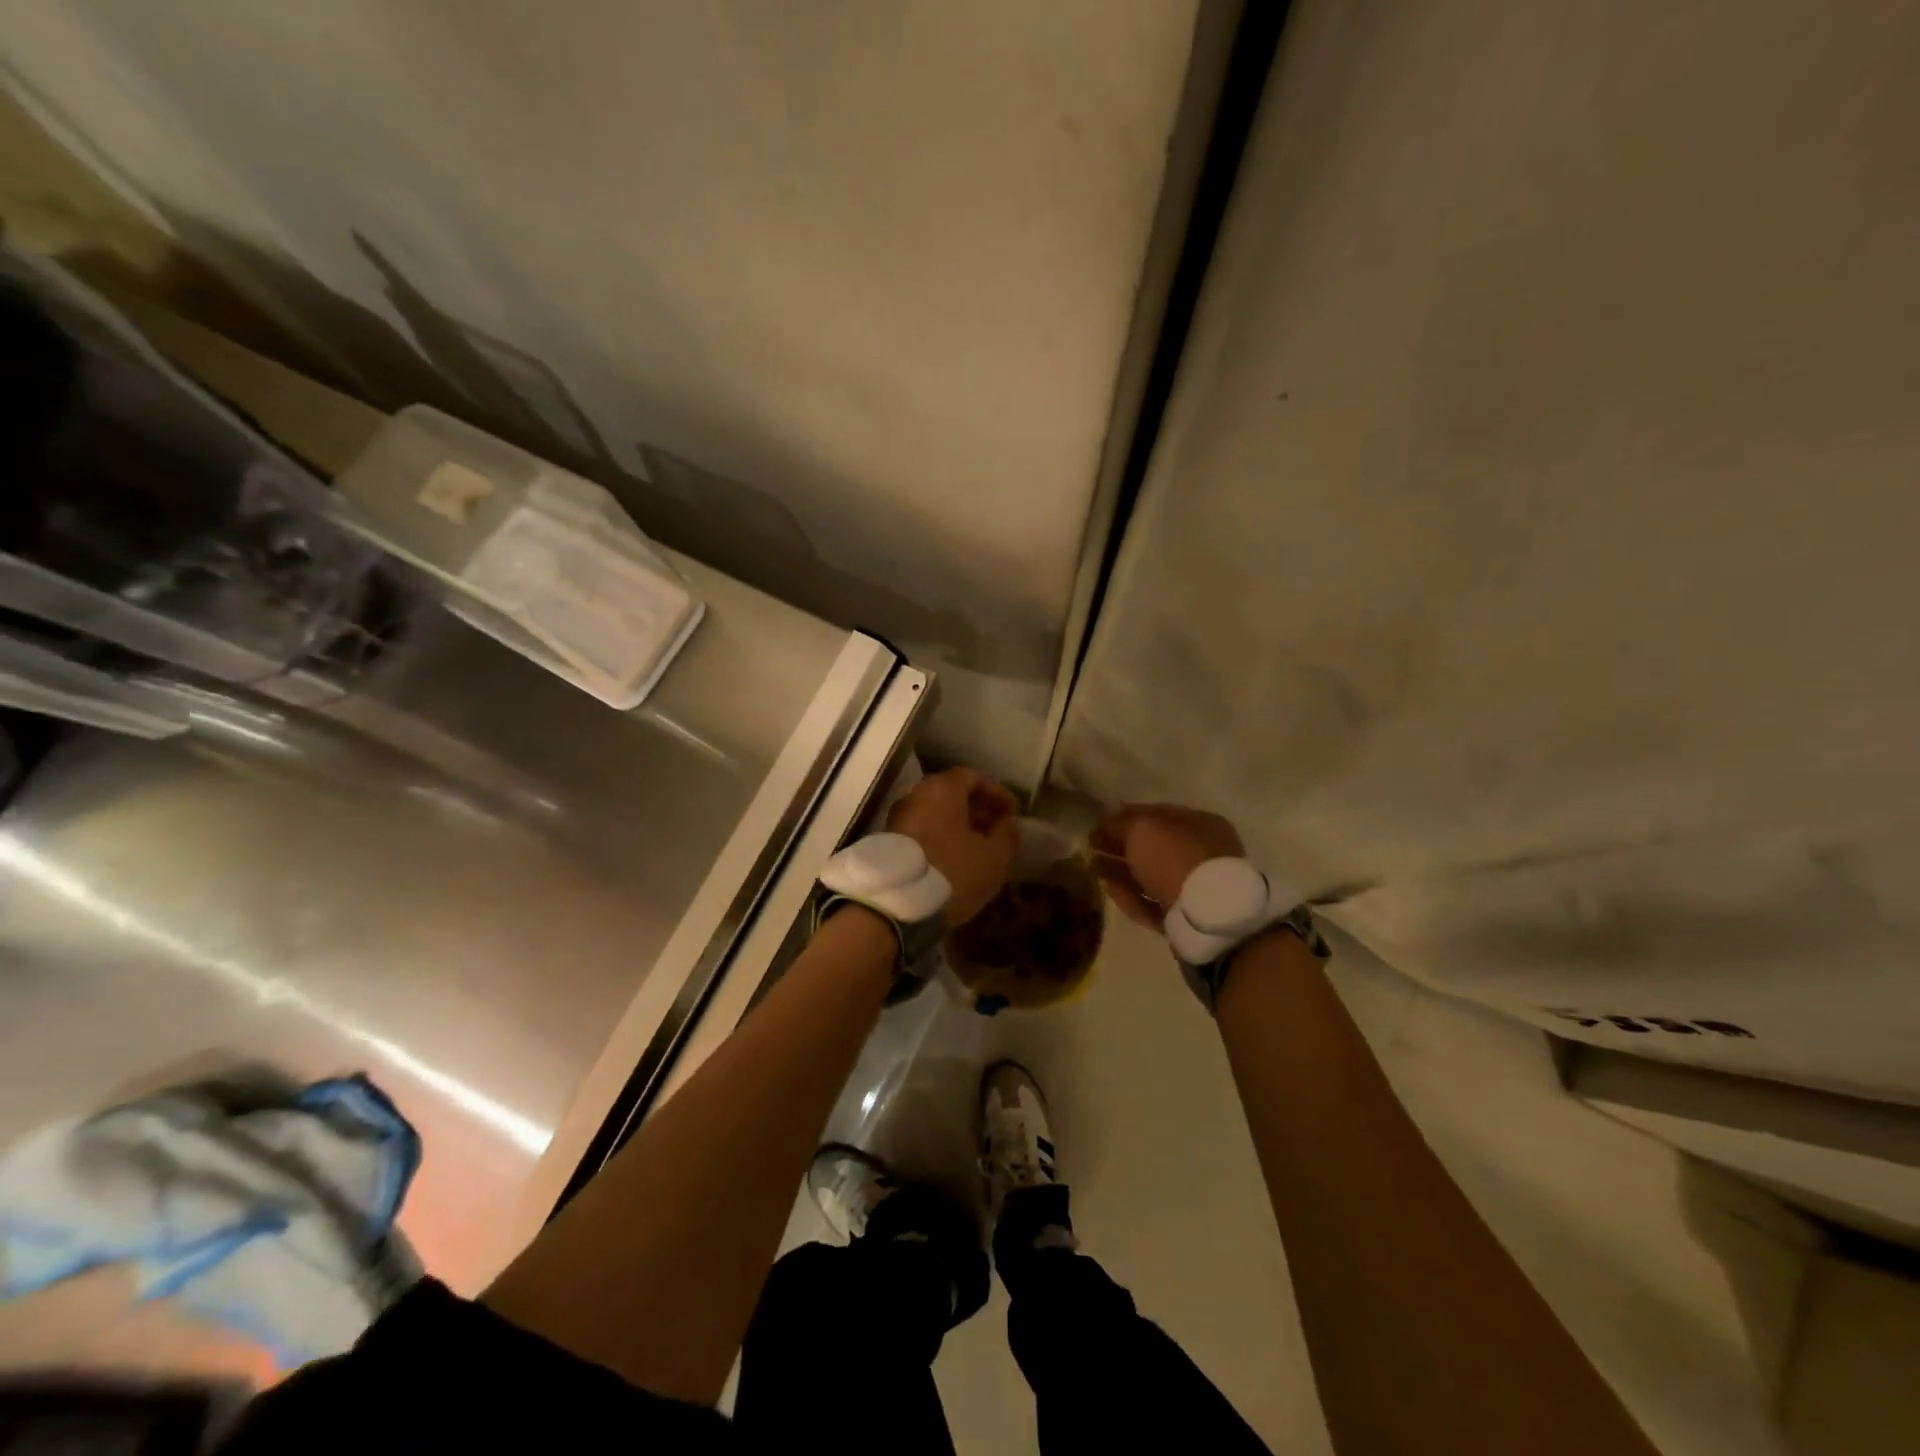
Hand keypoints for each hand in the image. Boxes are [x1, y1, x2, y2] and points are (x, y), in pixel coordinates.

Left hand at [887, 767, 1020, 924]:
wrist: (896, 904)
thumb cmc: (952, 871)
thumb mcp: (993, 857)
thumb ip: (1008, 836)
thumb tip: (1010, 824)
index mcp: (942, 789)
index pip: (974, 777)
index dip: (997, 794)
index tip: (1012, 815)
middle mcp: (916, 796)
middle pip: (953, 795)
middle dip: (978, 812)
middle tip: (998, 833)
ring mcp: (898, 819)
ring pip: (936, 816)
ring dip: (960, 829)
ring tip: (979, 851)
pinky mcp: (889, 844)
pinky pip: (923, 833)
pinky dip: (942, 841)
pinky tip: (955, 863)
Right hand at [1090, 802, 1244, 927]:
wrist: (1205, 915)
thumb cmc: (1174, 857)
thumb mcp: (1141, 829)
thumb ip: (1120, 823)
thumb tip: (1105, 821)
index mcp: (1199, 824)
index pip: (1157, 813)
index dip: (1124, 816)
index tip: (1098, 824)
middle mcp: (1202, 853)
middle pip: (1153, 847)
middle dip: (1120, 847)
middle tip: (1091, 848)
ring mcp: (1196, 887)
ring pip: (1151, 876)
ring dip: (1121, 872)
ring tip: (1094, 870)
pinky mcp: (1186, 917)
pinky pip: (1153, 903)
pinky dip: (1131, 897)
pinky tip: (1111, 892)